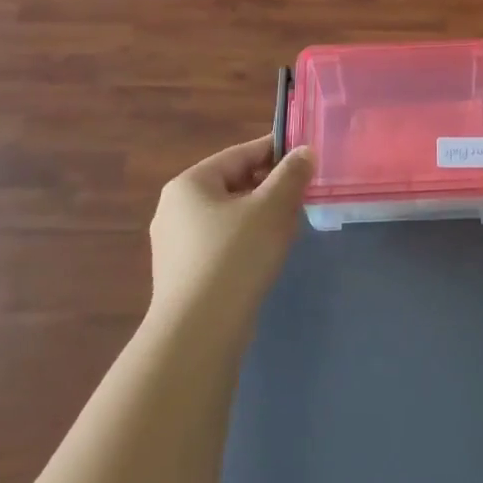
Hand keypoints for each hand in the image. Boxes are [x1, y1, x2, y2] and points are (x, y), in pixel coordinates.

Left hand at [149, 137, 312, 321]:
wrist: (199, 331)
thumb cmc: (235, 256)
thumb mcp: (272, 208)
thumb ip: (291, 174)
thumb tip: (304, 152)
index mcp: (189, 183)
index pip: (240, 154)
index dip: (276, 151)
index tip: (307, 156)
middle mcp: (174, 208)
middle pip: (234, 184)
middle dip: (271, 187)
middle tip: (303, 195)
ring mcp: (175, 244)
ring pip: (229, 215)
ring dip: (261, 216)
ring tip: (291, 227)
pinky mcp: (183, 274)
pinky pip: (221, 243)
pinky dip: (246, 241)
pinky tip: (268, 256)